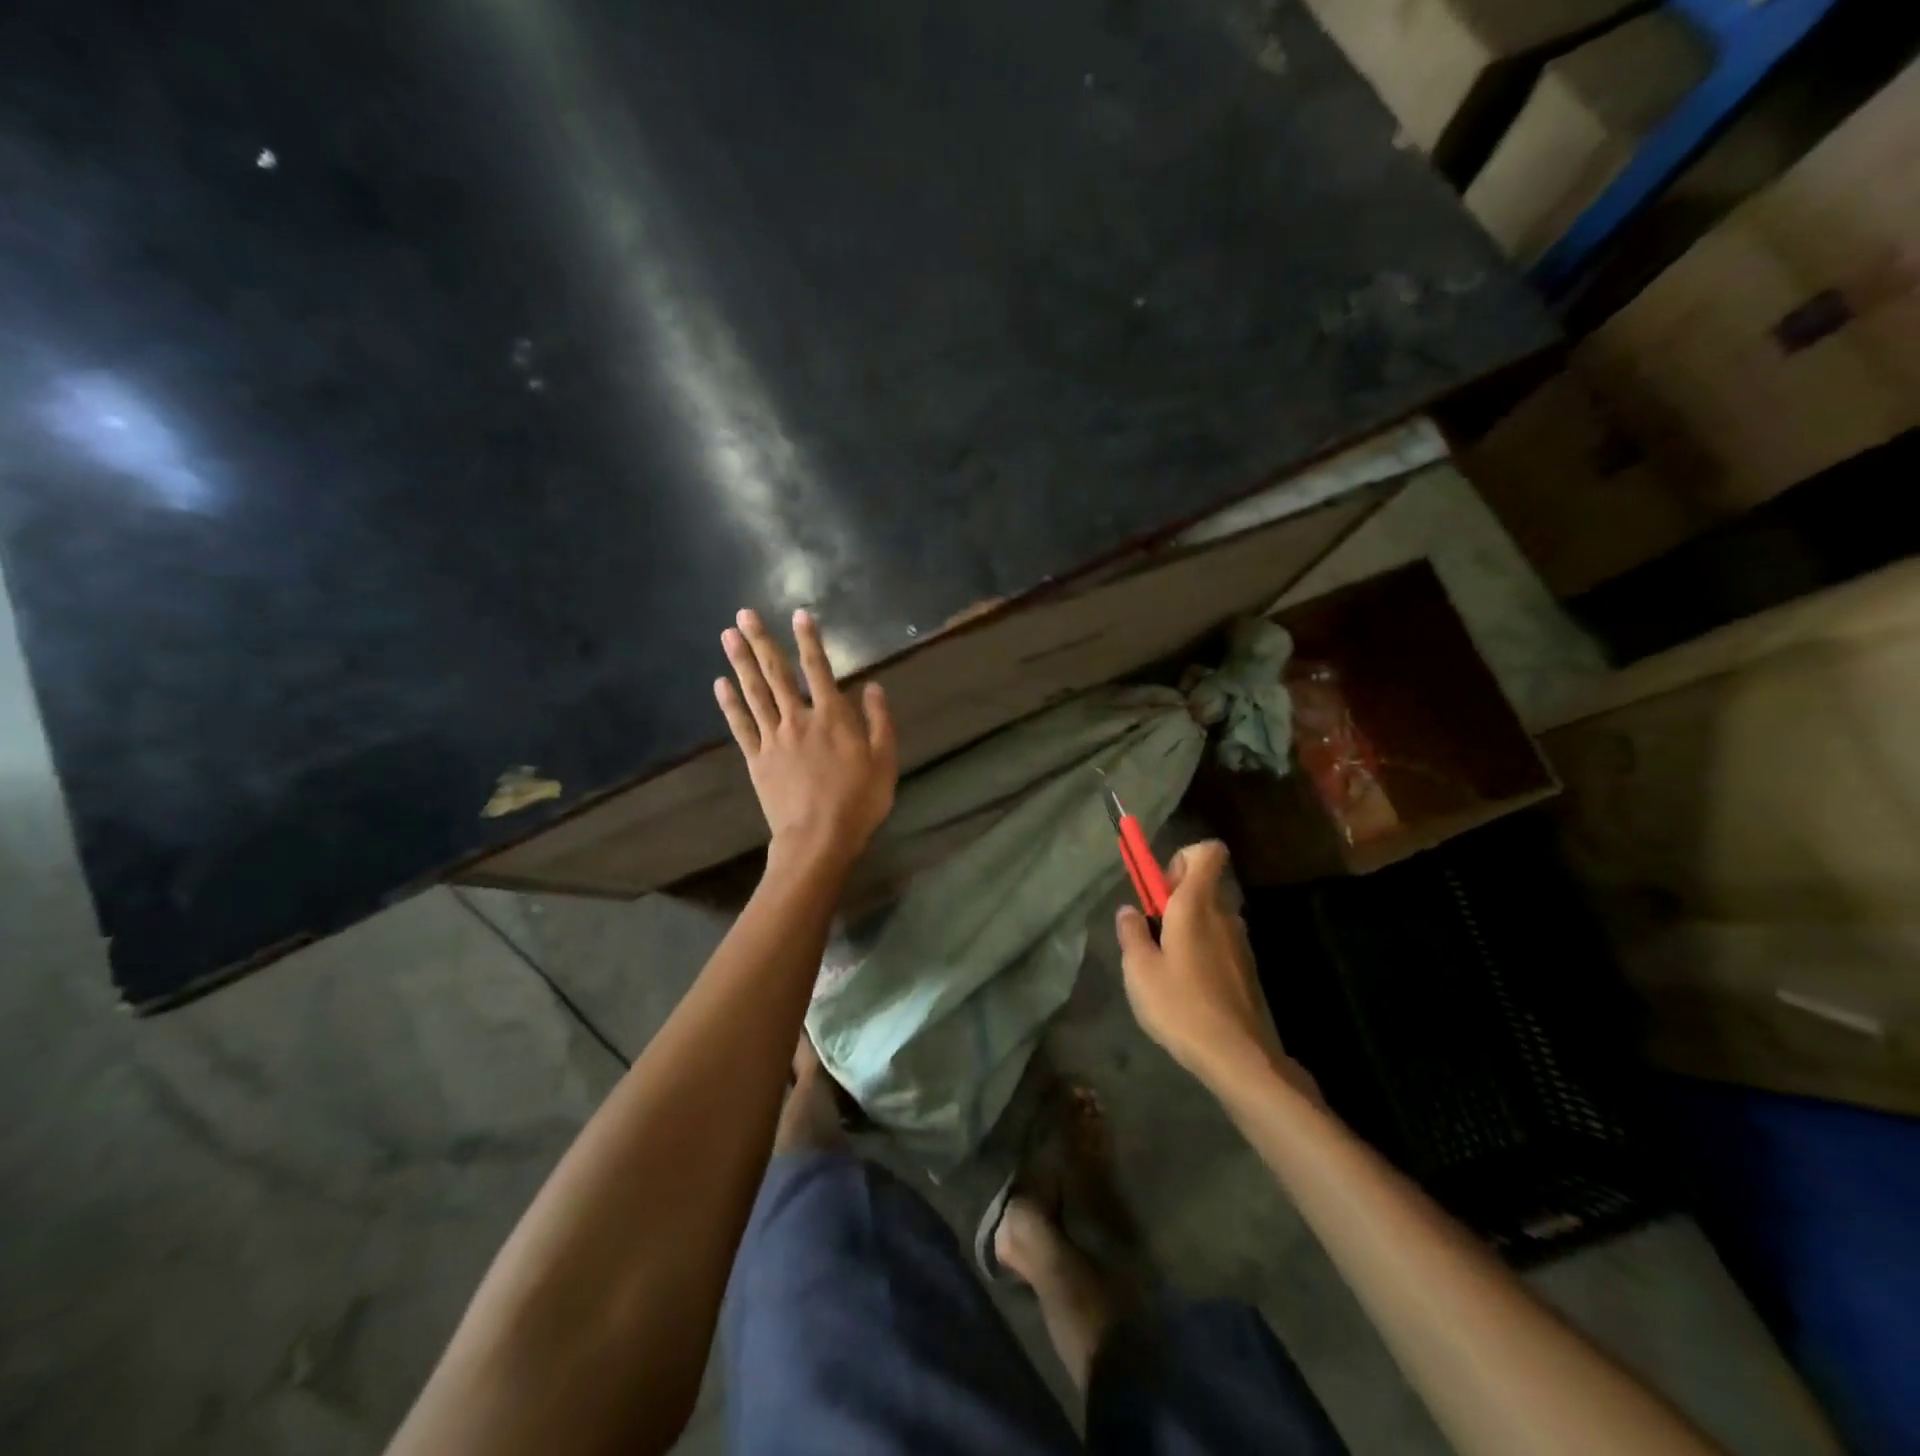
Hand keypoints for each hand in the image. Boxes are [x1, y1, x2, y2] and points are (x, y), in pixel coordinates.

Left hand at [715, 607, 897, 870]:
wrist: (818, 838)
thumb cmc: (858, 801)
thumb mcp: (884, 761)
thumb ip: (879, 721)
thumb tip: (873, 686)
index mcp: (832, 717)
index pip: (819, 668)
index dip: (809, 640)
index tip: (799, 614)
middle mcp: (799, 719)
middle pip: (777, 673)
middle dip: (761, 641)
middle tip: (743, 614)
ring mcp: (773, 738)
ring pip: (754, 693)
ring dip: (740, 662)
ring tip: (727, 636)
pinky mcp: (757, 759)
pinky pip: (741, 725)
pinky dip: (730, 703)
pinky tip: (720, 684)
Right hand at [1116, 841, 1306, 1094]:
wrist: (1236, 1055)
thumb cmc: (1180, 1004)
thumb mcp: (1139, 969)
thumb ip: (1131, 932)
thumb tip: (1129, 911)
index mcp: (1196, 904)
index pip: (1207, 851)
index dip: (1182, 858)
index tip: (1160, 888)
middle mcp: (1223, 914)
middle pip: (1203, 883)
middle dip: (1175, 896)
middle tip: (1151, 930)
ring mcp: (1239, 941)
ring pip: (1209, 914)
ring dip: (1186, 925)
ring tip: (1164, 963)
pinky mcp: (1244, 967)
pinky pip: (1218, 940)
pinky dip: (1200, 949)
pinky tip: (1185, 985)